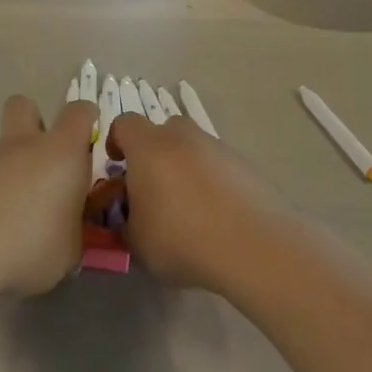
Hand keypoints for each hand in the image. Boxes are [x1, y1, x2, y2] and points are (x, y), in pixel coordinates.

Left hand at [0, 96, 98, 299]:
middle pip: (25, 105)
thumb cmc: (29, 244)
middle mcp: (23, 144)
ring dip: (9, 166)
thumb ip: (73, 229)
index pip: (79, 112)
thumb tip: (67, 226)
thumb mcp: (70, 250)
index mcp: (61, 153)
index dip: (87, 118)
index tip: (89, 138)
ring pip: (0, 146)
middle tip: (43, 160)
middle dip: (35, 121)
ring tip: (12, 211)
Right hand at [103, 114, 312, 293]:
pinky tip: (215, 215)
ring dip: (184, 167)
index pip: (124, 124)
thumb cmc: (183, 240)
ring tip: (187, 207)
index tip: (117, 166)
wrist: (256, 246)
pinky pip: (217, 165)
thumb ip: (125, 222)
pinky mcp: (245, 165)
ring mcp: (218, 148)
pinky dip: (211, 181)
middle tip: (152, 187)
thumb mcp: (137, 243)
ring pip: (192, 147)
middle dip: (153, 153)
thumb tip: (130, 216)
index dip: (116, 141)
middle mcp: (183, 138)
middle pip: (162, 131)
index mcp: (149, 148)